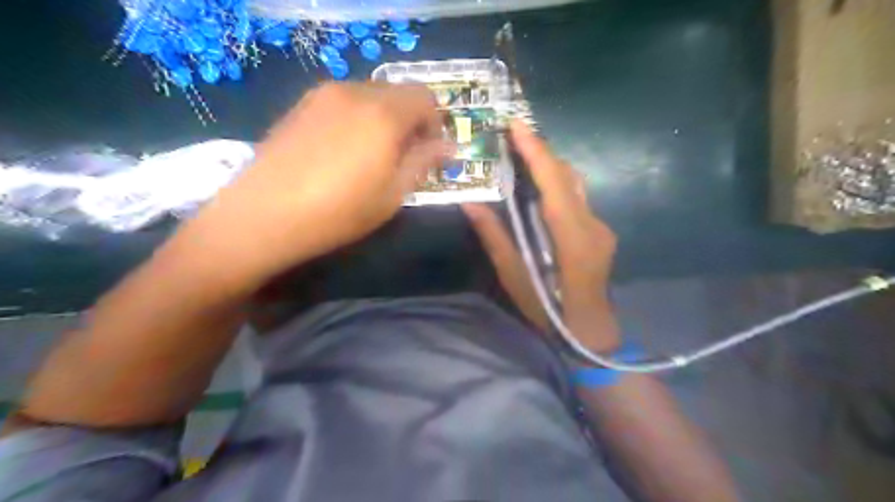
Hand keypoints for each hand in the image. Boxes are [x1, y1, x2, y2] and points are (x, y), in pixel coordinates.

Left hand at [181, 84, 450, 284]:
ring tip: (372, 157)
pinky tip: (343, 152)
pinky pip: (344, 102)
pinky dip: (358, 119)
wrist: (263, 215)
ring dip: (384, 120)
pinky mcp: (301, 105)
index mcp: (383, 114)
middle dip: (411, 121)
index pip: (426, 98)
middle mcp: (354, 92)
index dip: (436, 124)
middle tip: (404, 157)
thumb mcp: (392, 195)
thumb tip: (448, 146)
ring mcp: (323, 95)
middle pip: (398, 93)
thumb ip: (423, 163)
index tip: (431, 152)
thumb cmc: (338, 212)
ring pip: (371, 96)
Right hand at [464, 119, 620, 352]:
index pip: (555, 185)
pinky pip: (578, 199)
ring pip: (576, 185)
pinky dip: (558, 186)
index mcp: (572, 240)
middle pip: (568, 177)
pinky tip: (539, 191)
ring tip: (523, 156)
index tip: (517, 125)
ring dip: (550, 167)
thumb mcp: (515, 277)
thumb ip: (494, 238)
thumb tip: (470, 204)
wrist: (590, 332)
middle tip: (513, 136)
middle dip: (541, 152)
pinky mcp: (601, 232)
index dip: (536, 152)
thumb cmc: (549, 311)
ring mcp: (602, 228)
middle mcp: (593, 226)